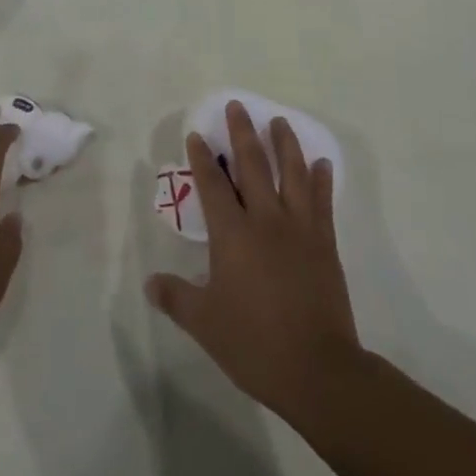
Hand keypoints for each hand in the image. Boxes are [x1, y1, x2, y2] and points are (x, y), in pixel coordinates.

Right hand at [146, 101, 359, 422]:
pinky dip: (321, 180)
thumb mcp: (205, 324)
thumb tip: (150, 282)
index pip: (213, 185)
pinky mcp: (325, 242)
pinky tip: (322, 164)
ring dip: (285, 143)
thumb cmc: (254, 343)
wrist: (317, 369)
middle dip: (242, 133)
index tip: (197, 134)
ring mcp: (299, 228)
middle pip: (252, 165)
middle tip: (238, 106)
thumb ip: (177, 298)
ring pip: (291, 173)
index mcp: (232, 234)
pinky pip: (322, 201)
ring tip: (280, 121)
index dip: (203, 158)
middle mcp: (265, 219)